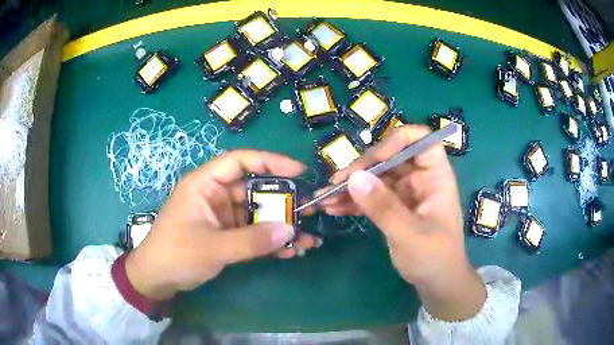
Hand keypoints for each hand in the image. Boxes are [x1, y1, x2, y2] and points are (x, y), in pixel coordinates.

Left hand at [125, 150, 319, 300]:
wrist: (158, 279)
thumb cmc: (176, 254)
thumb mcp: (213, 247)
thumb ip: (251, 240)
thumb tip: (290, 230)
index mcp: (206, 184)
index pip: (240, 161)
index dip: (271, 162)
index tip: (299, 171)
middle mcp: (217, 196)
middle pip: (256, 191)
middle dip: (284, 203)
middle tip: (312, 212)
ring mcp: (223, 217)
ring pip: (258, 216)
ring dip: (281, 227)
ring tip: (308, 239)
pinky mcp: (227, 236)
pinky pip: (254, 234)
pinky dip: (271, 242)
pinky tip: (291, 252)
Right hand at [319, 126, 485, 320]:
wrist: (437, 283)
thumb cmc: (434, 258)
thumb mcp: (409, 234)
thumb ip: (383, 206)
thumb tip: (354, 178)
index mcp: (435, 176)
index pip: (420, 140)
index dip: (396, 141)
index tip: (374, 159)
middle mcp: (420, 179)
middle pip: (390, 158)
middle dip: (362, 168)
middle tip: (335, 184)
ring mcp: (405, 193)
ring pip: (376, 178)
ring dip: (351, 186)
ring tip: (325, 198)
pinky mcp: (393, 208)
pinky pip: (371, 197)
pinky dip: (353, 201)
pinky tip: (333, 208)